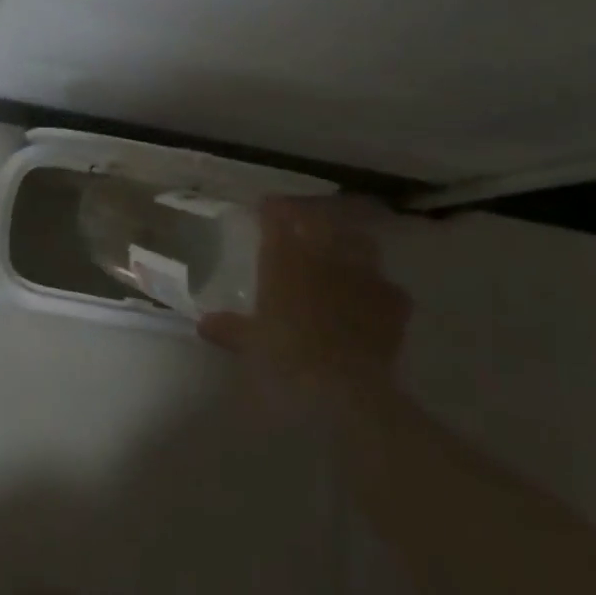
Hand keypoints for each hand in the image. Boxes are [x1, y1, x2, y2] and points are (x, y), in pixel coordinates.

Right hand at [197, 196, 409, 396]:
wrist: (343, 385)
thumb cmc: (284, 356)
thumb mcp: (249, 343)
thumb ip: (229, 328)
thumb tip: (203, 324)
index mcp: (284, 258)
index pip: (276, 218)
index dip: (271, 210)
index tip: (266, 208)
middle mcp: (324, 256)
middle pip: (319, 220)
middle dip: (310, 216)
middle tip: (303, 221)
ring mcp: (362, 275)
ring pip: (360, 242)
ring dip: (350, 242)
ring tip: (344, 251)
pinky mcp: (392, 301)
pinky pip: (388, 286)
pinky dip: (380, 289)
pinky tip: (376, 298)